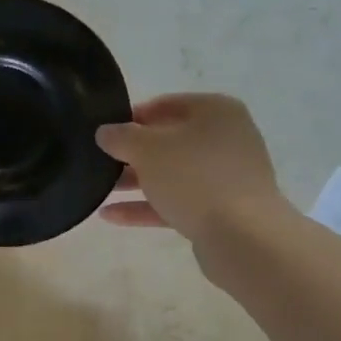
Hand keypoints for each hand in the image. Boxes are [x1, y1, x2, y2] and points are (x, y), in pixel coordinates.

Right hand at [96, 94, 285, 243]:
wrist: (242, 236)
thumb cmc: (194, 177)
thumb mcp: (148, 149)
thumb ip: (121, 137)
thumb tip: (106, 132)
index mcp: (216, 112)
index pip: (166, 104)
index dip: (132, 116)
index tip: (105, 132)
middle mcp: (226, 139)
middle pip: (169, 141)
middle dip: (132, 153)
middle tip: (99, 162)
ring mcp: (226, 177)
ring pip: (172, 174)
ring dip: (135, 182)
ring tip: (98, 190)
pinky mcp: (221, 210)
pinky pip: (177, 202)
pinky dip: (146, 207)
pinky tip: (110, 216)